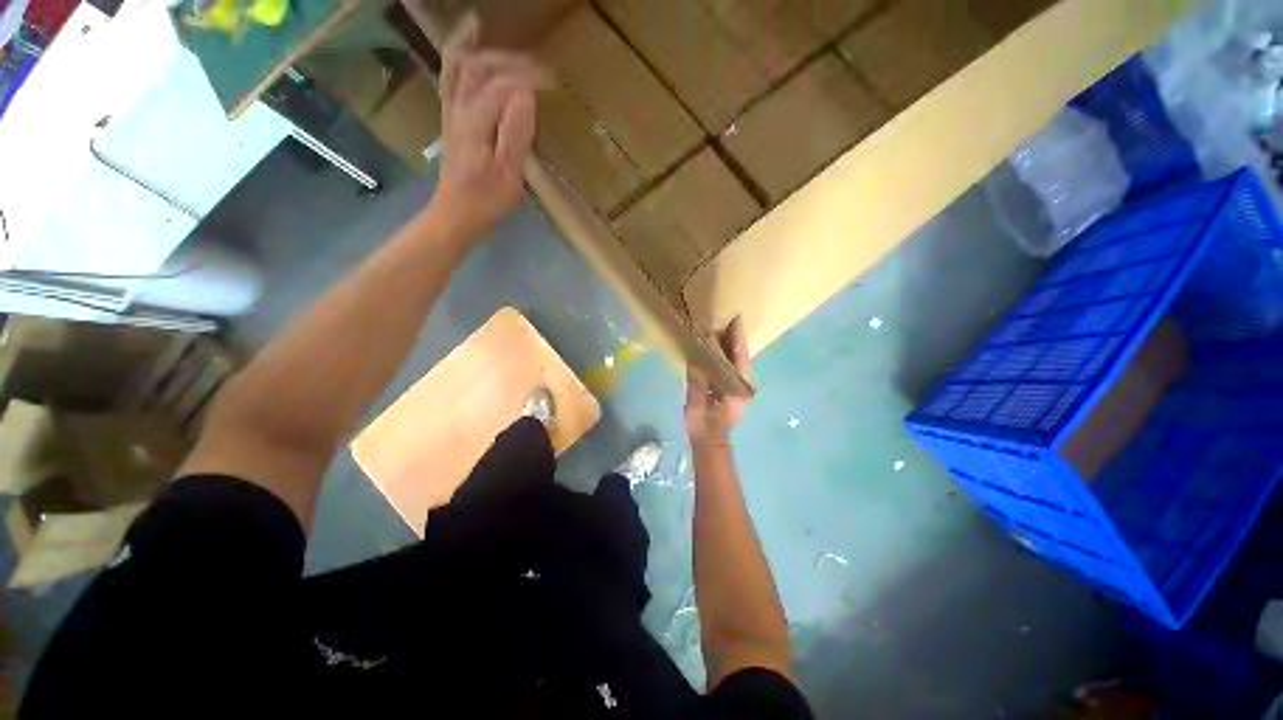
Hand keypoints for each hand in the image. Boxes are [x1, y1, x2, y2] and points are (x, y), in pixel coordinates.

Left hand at [430, 15, 550, 241]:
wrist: (456, 215)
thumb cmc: (487, 201)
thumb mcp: (509, 175)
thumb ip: (516, 134)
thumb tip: (527, 95)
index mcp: (476, 122)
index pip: (503, 85)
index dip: (529, 78)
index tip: (554, 83)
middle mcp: (458, 108)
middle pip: (480, 67)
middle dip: (511, 61)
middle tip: (540, 69)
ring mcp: (451, 112)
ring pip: (459, 66)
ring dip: (479, 48)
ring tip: (489, 28)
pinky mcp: (450, 119)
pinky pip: (450, 77)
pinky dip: (457, 56)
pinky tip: (467, 47)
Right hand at [685, 317, 752, 446]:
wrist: (709, 443)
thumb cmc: (704, 426)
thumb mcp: (697, 404)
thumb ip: (697, 382)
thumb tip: (696, 358)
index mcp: (739, 389)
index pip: (739, 358)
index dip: (737, 339)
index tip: (736, 320)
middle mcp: (744, 386)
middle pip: (741, 357)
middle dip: (736, 338)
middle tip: (729, 318)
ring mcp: (739, 387)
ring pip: (738, 361)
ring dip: (731, 345)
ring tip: (723, 327)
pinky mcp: (732, 388)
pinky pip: (731, 367)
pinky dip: (726, 355)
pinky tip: (716, 346)